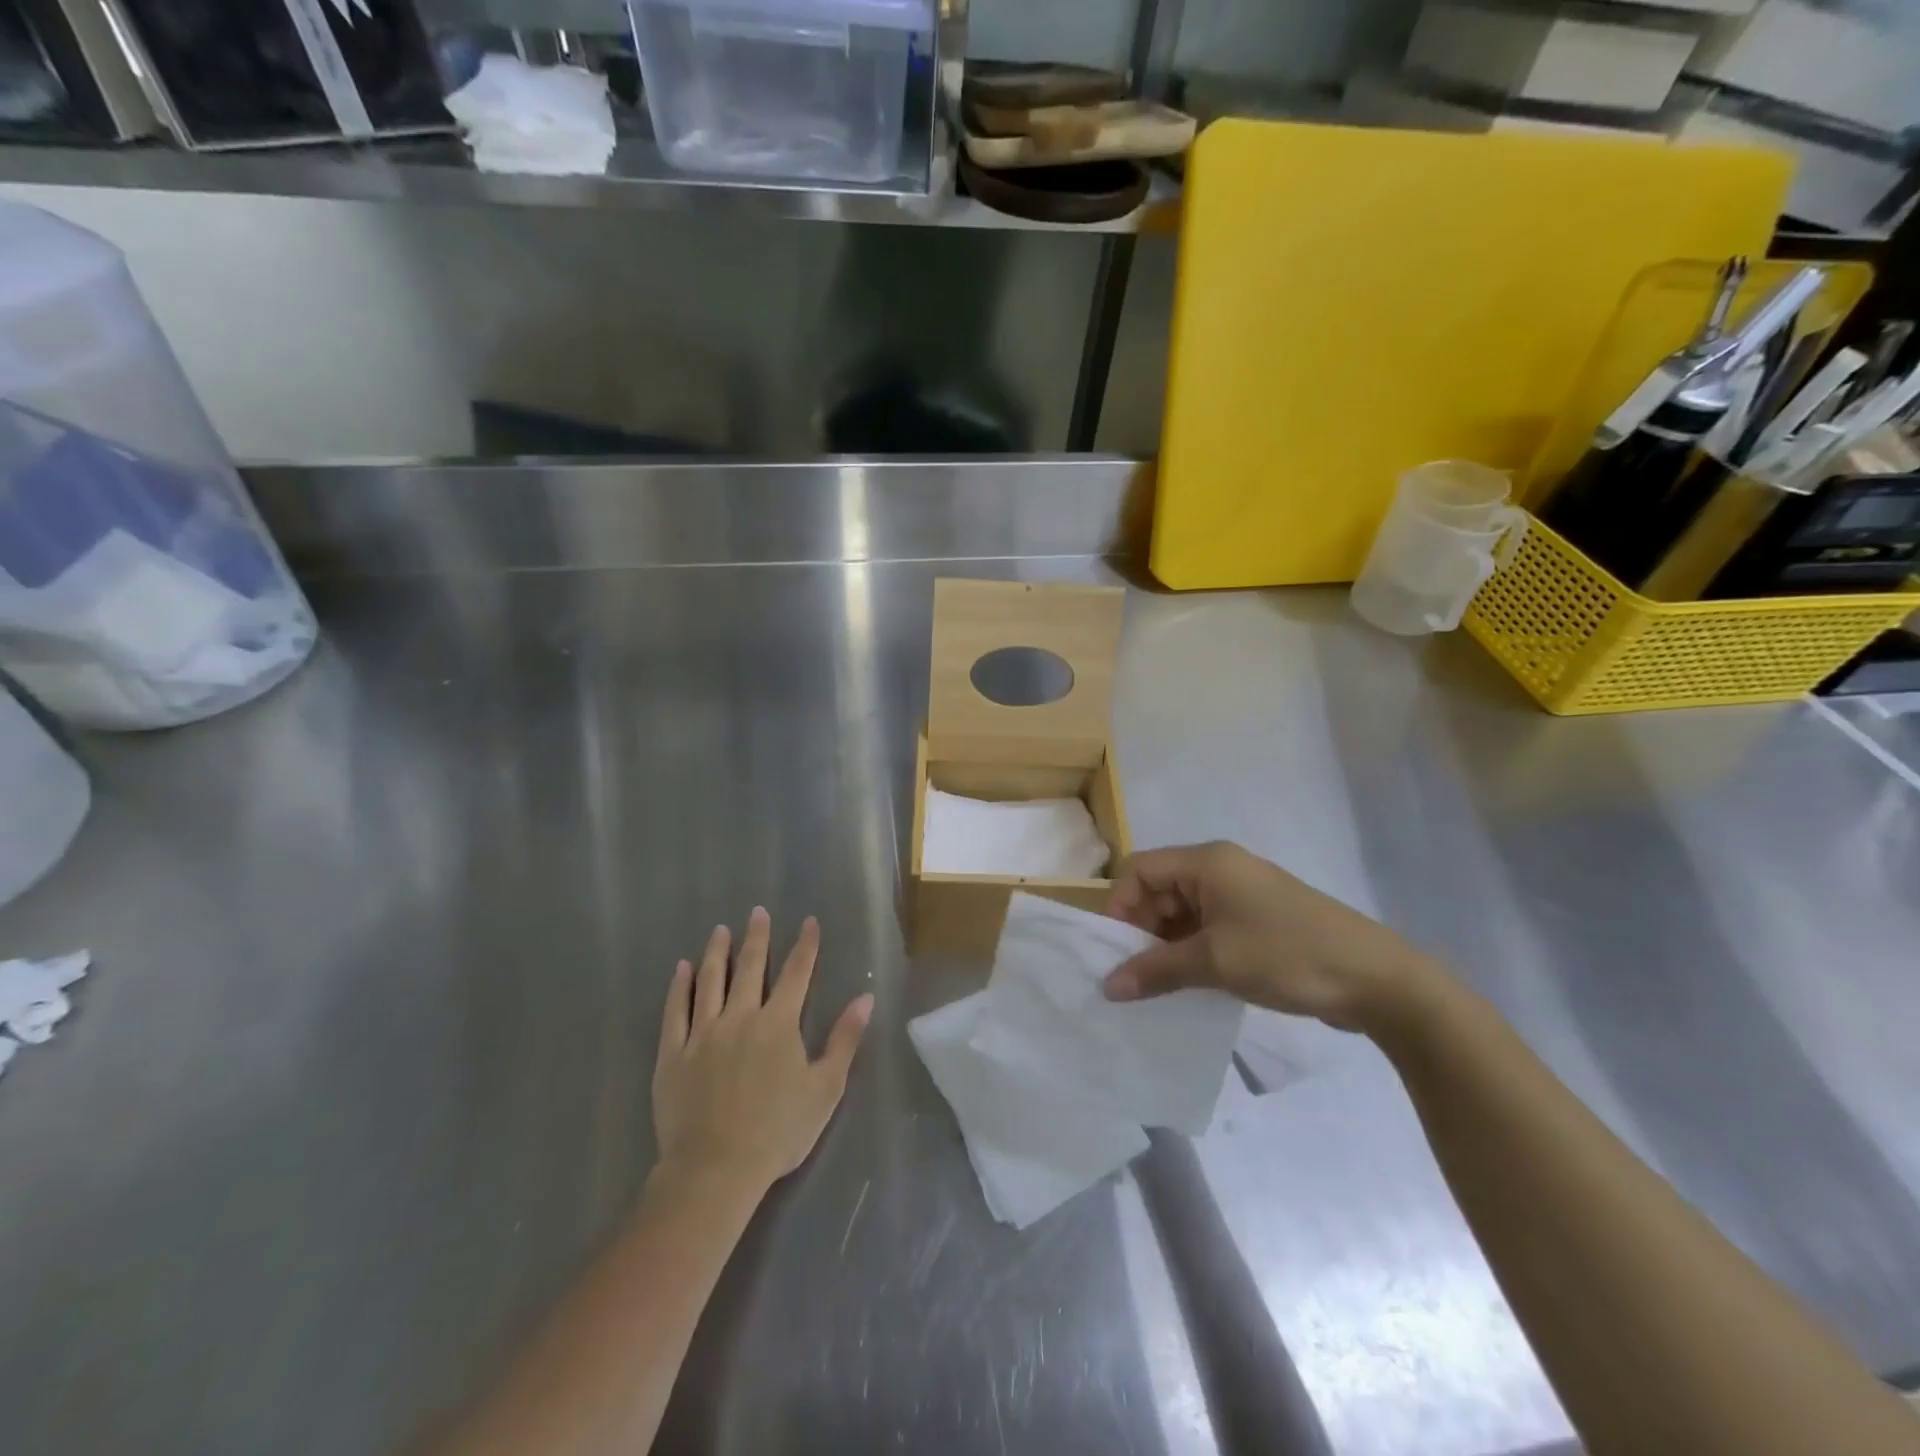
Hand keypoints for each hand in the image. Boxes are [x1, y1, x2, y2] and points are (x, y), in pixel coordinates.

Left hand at [652, 908, 872, 1198]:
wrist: (715, 1168)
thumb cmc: (778, 1131)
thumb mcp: (825, 1087)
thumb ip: (845, 1039)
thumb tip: (865, 998)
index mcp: (779, 1023)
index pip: (797, 973)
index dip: (805, 945)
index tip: (809, 921)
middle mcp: (741, 1016)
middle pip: (751, 967)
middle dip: (757, 937)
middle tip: (757, 912)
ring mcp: (703, 1032)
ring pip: (711, 981)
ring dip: (717, 952)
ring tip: (720, 930)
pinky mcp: (674, 1053)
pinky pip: (676, 1011)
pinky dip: (680, 986)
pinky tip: (682, 969)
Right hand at [1101, 842, 1438, 1031]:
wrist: (1377, 979)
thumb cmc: (1287, 955)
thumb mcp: (1215, 962)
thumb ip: (1156, 970)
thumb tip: (1108, 986)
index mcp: (1207, 862)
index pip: (1140, 870)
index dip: (1120, 906)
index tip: (1117, 951)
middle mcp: (1221, 869)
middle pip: (1160, 889)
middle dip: (1143, 929)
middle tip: (1138, 975)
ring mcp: (1243, 894)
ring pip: (1184, 911)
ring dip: (1168, 944)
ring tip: (1162, 985)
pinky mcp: (1259, 919)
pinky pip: (1209, 927)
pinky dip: (1194, 951)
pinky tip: (1192, 984)